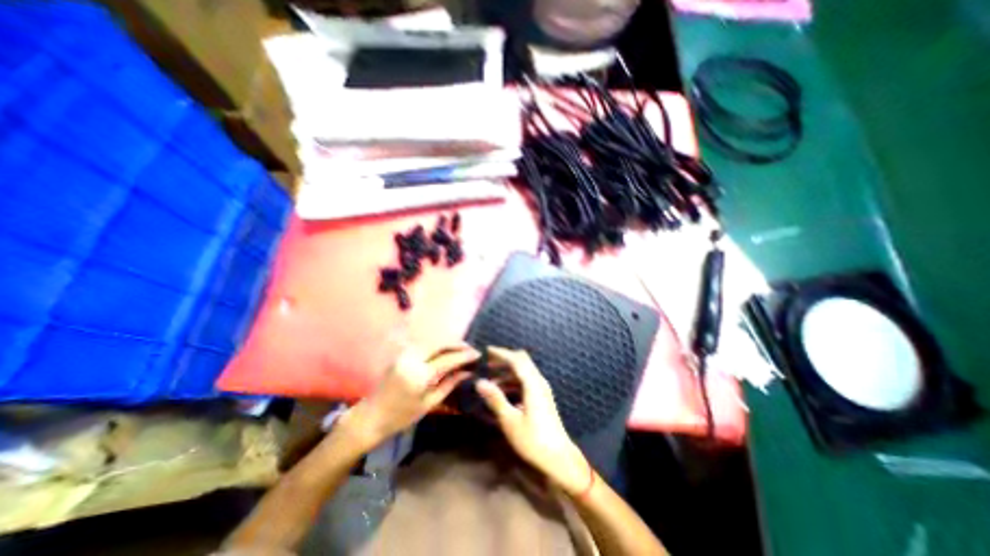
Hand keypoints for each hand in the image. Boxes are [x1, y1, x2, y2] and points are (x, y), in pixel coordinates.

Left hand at [346, 343, 478, 452]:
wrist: (372, 416)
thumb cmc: (402, 416)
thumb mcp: (429, 403)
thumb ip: (450, 383)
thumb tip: (468, 372)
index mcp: (419, 375)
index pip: (447, 359)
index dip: (464, 356)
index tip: (478, 354)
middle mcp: (411, 359)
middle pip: (440, 344)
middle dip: (458, 344)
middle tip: (471, 349)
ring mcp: (404, 354)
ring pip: (432, 341)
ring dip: (448, 343)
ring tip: (462, 349)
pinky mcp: (401, 353)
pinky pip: (424, 344)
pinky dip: (438, 345)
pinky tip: (446, 350)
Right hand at [476, 347, 589, 494]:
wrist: (559, 458)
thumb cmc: (533, 440)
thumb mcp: (510, 421)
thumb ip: (495, 399)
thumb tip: (480, 382)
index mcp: (533, 384)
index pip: (516, 360)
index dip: (501, 353)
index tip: (486, 351)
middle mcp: (539, 382)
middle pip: (521, 361)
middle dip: (504, 359)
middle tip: (487, 362)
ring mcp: (542, 389)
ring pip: (523, 371)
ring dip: (507, 371)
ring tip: (490, 379)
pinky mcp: (542, 397)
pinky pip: (526, 380)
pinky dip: (513, 380)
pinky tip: (502, 390)